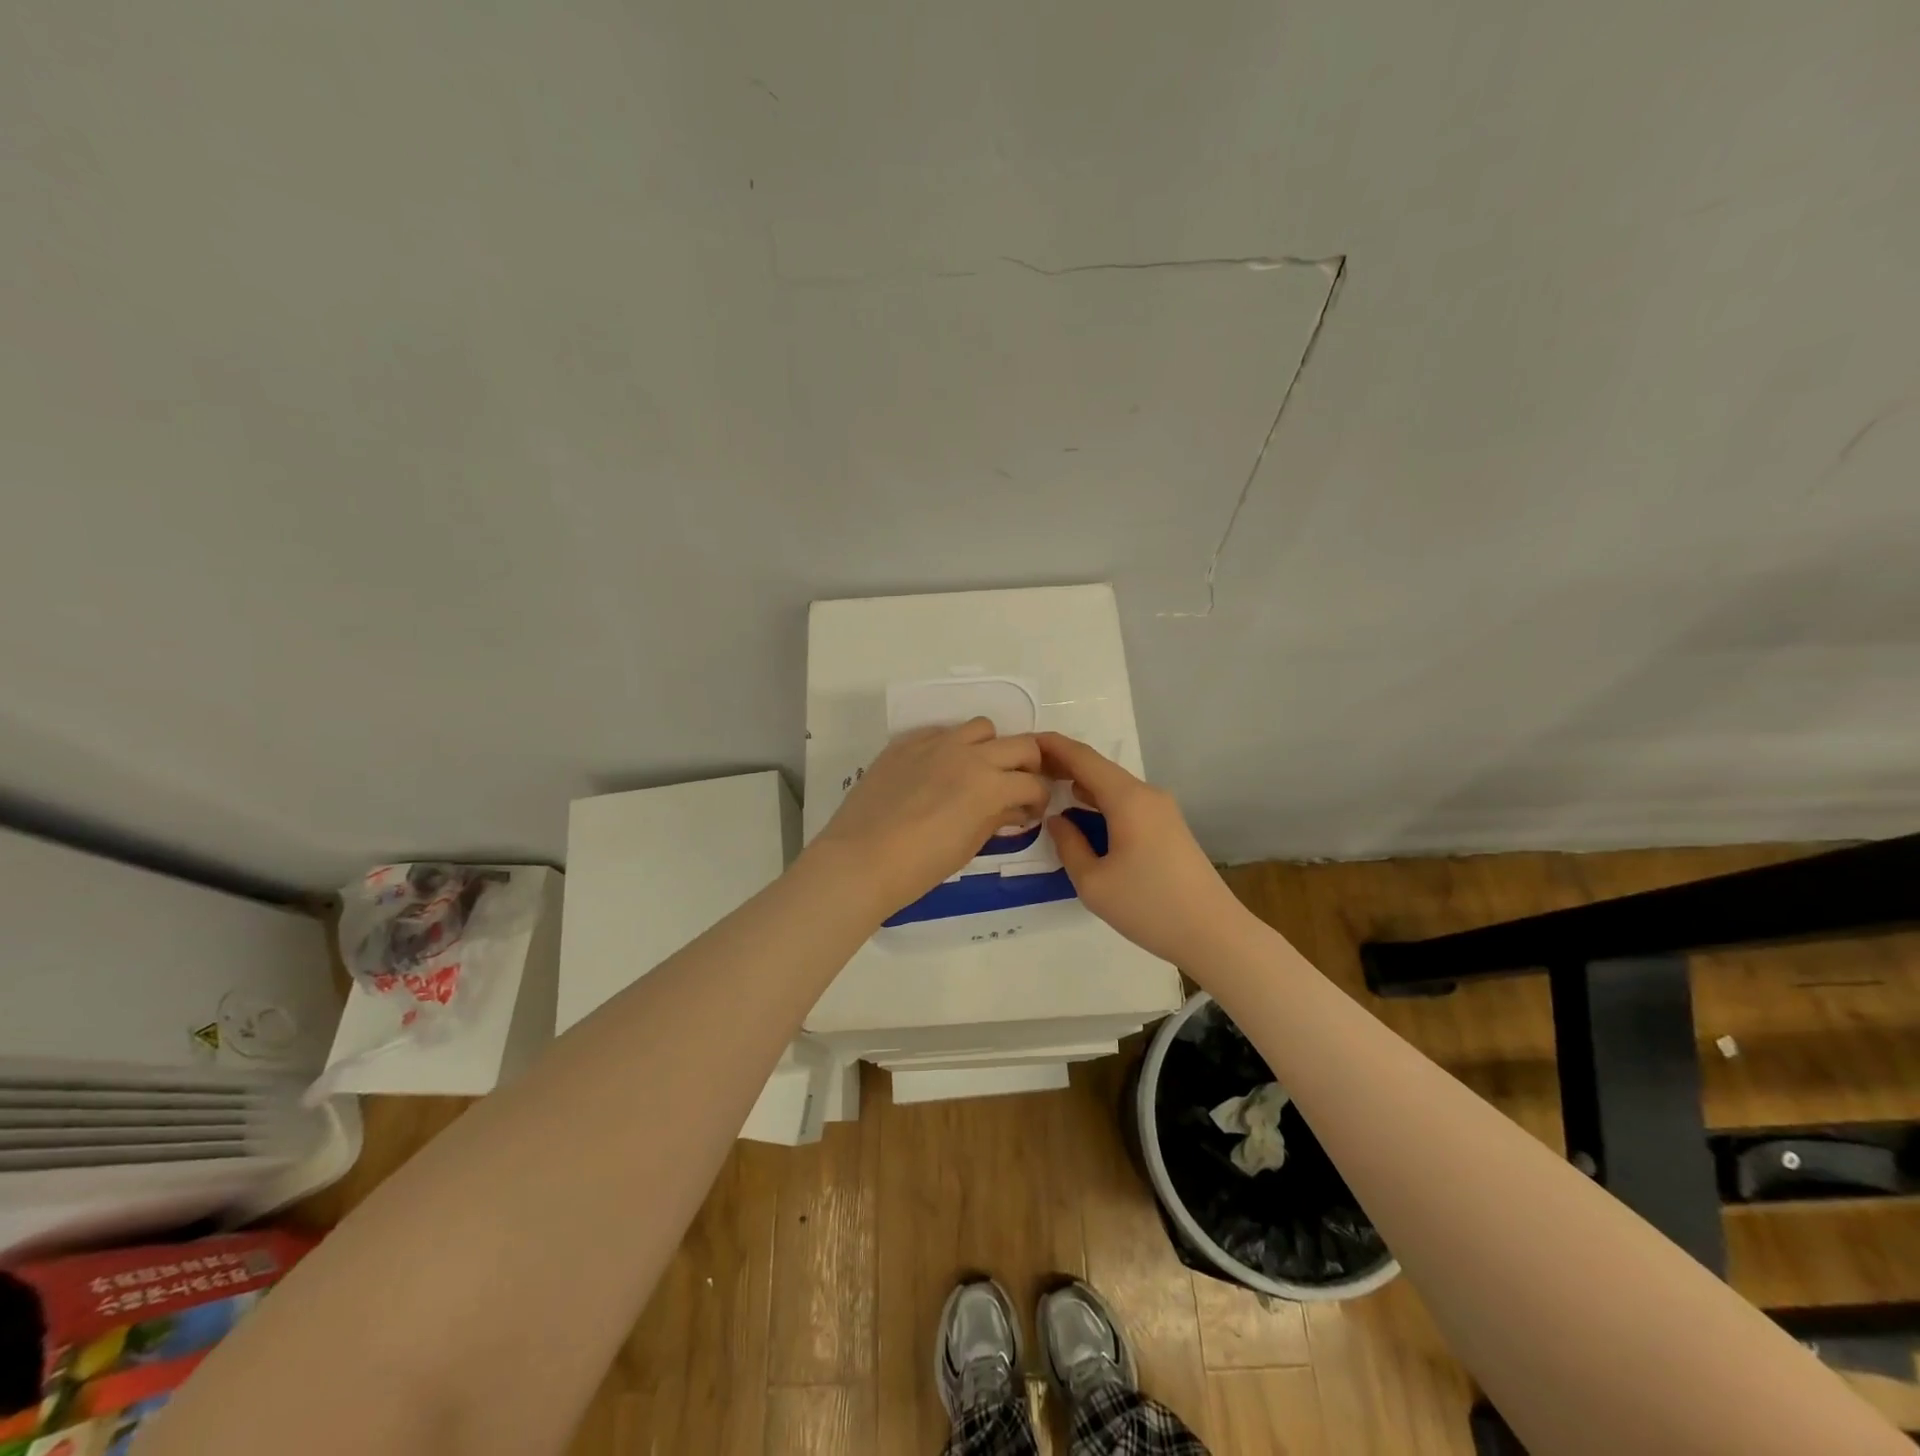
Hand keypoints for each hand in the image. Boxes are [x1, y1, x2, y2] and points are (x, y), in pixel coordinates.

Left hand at [808, 718, 1049, 921]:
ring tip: (976, 772)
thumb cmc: (920, 866)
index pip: (1034, 783)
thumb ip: (996, 818)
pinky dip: (950, 746)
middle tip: (1016, 787)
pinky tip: (937, 771)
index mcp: (991, 785)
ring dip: (989, 747)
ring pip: (981, 728)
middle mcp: (970, 755)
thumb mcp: (969, 846)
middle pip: (1021, 744)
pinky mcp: (906, 743)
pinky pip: (940, 732)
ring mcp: (936, 744)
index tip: (1029, 812)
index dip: (1038, 799)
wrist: (861, 859)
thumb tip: (1013, 808)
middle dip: (1028, 766)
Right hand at [1039, 733, 1252, 964]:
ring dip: (1083, 783)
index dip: (1053, 746)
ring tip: (1048, 786)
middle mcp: (1147, 794)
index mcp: (1127, 799)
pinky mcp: (1168, 827)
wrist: (1214, 934)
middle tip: (1028, 768)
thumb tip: (1057, 820)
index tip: (1024, 741)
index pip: (1083, 758)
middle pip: (1100, 768)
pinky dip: (1100, 800)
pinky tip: (1084, 812)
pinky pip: (1127, 802)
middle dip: (1064, 764)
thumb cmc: (1148, 907)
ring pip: (1114, 785)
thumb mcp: (1093, 883)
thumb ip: (1068, 846)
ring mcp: (1162, 810)